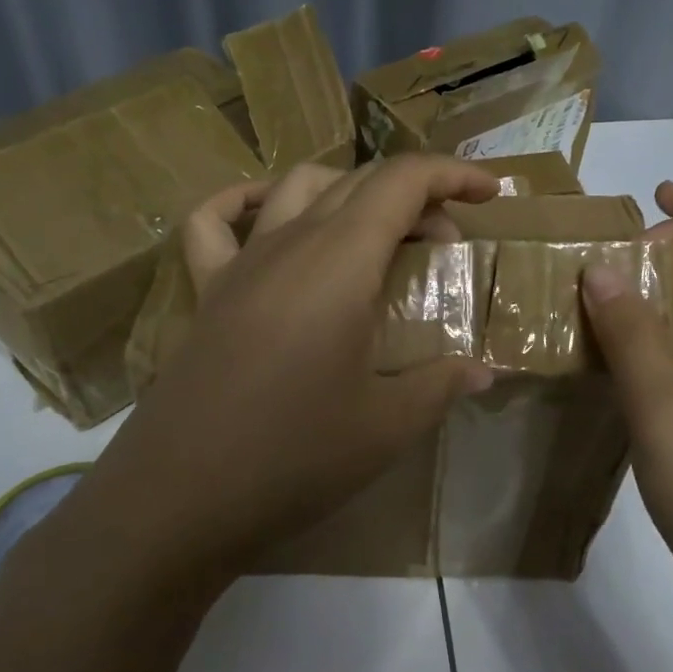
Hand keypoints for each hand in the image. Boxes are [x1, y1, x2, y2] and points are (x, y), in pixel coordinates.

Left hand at [88, 156, 497, 578]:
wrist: (182, 496)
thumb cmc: (295, 455)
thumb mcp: (387, 426)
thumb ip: (441, 385)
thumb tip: (483, 372)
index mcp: (342, 262)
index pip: (402, 182)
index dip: (451, 175)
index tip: (490, 194)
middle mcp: (290, 243)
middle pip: (358, 181)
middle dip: (415, 195)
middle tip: (444, 243)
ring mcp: (241, 262)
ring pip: (297, 186)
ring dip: (347, 190)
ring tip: (375, 229)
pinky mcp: (207, 290)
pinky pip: (215, 221)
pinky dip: (245, 201)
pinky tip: (268, 213)